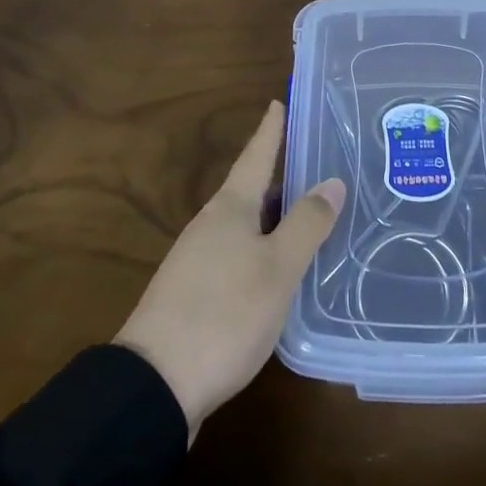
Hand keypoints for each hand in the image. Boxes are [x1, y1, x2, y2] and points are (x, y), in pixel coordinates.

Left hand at [115, 100, 343, 439]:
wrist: (154, 385)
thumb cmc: (223, 314)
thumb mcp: (277, 269)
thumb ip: (306, 224)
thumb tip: (332, 180)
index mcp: (230, 208)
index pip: (256, 155)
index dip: (271, 129)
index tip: (280, 100)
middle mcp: (211, 225)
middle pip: (252, 189)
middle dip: (281, 175)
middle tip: (316, 162)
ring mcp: (198, 260)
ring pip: (246, 224)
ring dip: (274, 215)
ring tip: (309, 214)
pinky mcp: (195, 294)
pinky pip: (238, 253)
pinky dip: (264, 248)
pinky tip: (280, 268)